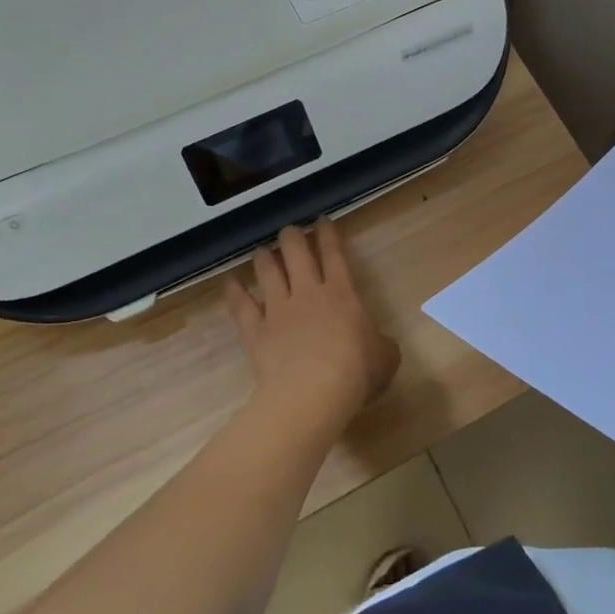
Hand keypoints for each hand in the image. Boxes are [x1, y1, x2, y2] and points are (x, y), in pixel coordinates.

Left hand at [223, 219, 398, 418]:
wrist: (312, 393)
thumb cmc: (356, 372)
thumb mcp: (385, 357)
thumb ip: (382, 344)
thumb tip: (380, 345)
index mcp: (342, 293)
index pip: (334, 255)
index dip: (328, 235)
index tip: (321, 220)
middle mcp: (308, 293)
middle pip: (297, 254)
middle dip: (293, 238)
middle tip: (289, 231)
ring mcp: (278, 310)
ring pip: (268, 273)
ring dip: (265, 259)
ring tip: (261, 251)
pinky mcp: (256, 332)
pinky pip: (242, 306)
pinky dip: (235, 292)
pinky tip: (230, 282)